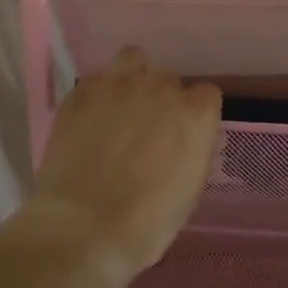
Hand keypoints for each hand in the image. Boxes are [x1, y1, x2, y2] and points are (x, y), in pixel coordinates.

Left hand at [27, 47, 221, 286]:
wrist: (83, 228)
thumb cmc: (147, 222)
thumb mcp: (190, 189)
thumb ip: (192, 150)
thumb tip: (183, 141)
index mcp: (196, 113)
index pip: (207, 95)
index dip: (195, 115)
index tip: (185, 136)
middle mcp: (161, 89)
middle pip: (168, 80)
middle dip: (161, 100)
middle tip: (147, 130)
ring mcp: (118, 86)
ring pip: (132, 59)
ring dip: (131, 78)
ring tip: (120, 107)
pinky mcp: (80, 93)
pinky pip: (95, 80)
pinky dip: (95, 96)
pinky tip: (88, 120)